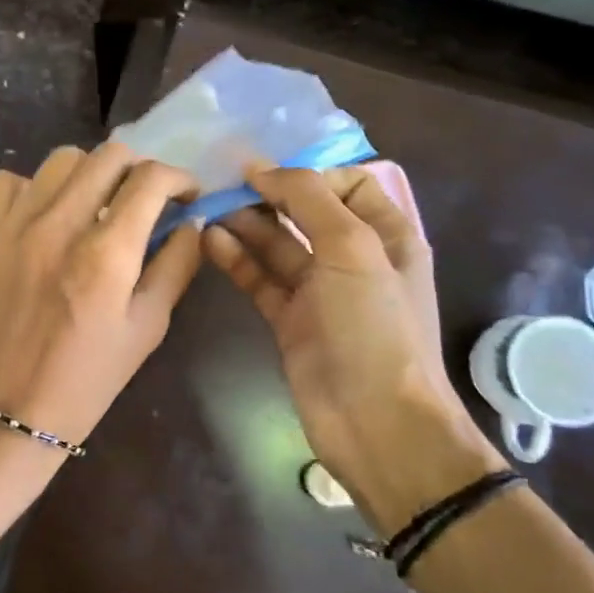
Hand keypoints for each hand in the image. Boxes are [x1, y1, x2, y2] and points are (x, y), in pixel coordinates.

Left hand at [0, 141, 202, 449]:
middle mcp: (56, 226)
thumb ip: (175, 267)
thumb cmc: (86, 379)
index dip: (178, 178)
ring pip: (59, 161)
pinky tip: (40, 218)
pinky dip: (32, 190)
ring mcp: (9, 226)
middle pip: (107, 156)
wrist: (4, 411)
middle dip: (137, 169)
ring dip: (87, 175)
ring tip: (90, 204)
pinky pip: (7, 183)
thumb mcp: (146, 329)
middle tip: (140, 197)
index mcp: (106, 255)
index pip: (150, 180)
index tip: (184, 194)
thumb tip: (190, 222)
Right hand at [203, 164, 502, 527]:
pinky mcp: (291, 320)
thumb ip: (308, 198)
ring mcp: (320, 292)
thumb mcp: (352, 248)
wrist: (376, 424)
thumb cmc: (375, 327)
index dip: (309, 174)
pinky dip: (237, 259)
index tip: (266, 175)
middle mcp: (354, 258)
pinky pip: (260, 279)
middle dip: (268, 196)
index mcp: (386, 235)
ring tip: (207, 208)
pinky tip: (209, 241)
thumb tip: (262, 169)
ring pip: (278, 246)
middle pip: (306, 212)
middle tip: (222, 184)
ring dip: (246, 225)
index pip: (348, 183)